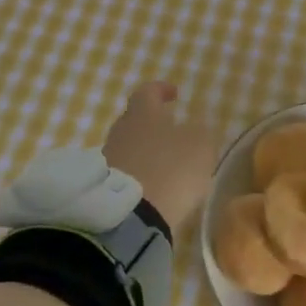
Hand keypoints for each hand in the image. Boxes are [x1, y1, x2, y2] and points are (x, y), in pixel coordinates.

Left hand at [102, 81, 217, 233]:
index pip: (148, 91)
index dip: (162, 90)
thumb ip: (200, 134)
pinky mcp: (104, 187)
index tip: (175, 94)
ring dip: (146, 153)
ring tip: (166, 166)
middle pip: (135, 120)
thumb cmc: (170, 168)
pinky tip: (154, 187)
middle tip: (172, 132)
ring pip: (130, 147)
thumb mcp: (200, 147)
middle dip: (153, 124)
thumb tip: (194, 131)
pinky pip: (125, 173)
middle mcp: (121, 130)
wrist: (130, 216)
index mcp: (142, 113)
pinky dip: (139, 175)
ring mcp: (108, 159)